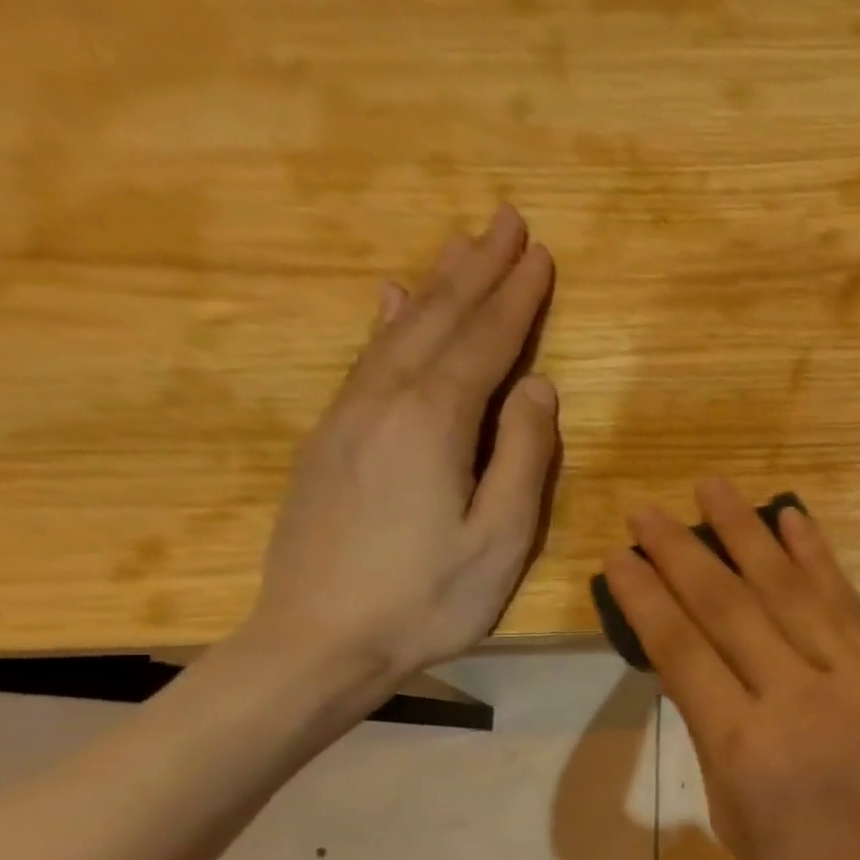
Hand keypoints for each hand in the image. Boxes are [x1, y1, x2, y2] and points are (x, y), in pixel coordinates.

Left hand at [245, 203, 561, 684]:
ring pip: (399, 332)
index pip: (485, 344)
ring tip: (462, 245)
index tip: (540, 253)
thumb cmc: (428, 597)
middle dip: (477, 271)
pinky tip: (391, 299)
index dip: (516, 299)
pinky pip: (367, 359)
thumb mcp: (501, 538)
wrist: (318, 639)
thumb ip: (524, 457)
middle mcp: (386, 401)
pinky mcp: (331, 440)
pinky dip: (388, 322)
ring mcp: (350, 417)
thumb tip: (539, 388)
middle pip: (439, 321)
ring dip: (437, 285)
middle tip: (505, 221)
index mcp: (435, 423)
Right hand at [601, 479, 859, 859]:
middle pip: (727, 608)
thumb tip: (697, 666)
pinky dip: (818, 558)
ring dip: (748, 533)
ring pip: (789, 591)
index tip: (618, 557)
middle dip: (682, 553)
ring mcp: (850, 679)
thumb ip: (713, 732)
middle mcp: (794, 698)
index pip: (681, 651)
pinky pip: (847, 605)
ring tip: (714, 487)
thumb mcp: (731, 810)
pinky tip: (793, 518)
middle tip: (647, 509)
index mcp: (742, 747)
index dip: (645, 598)